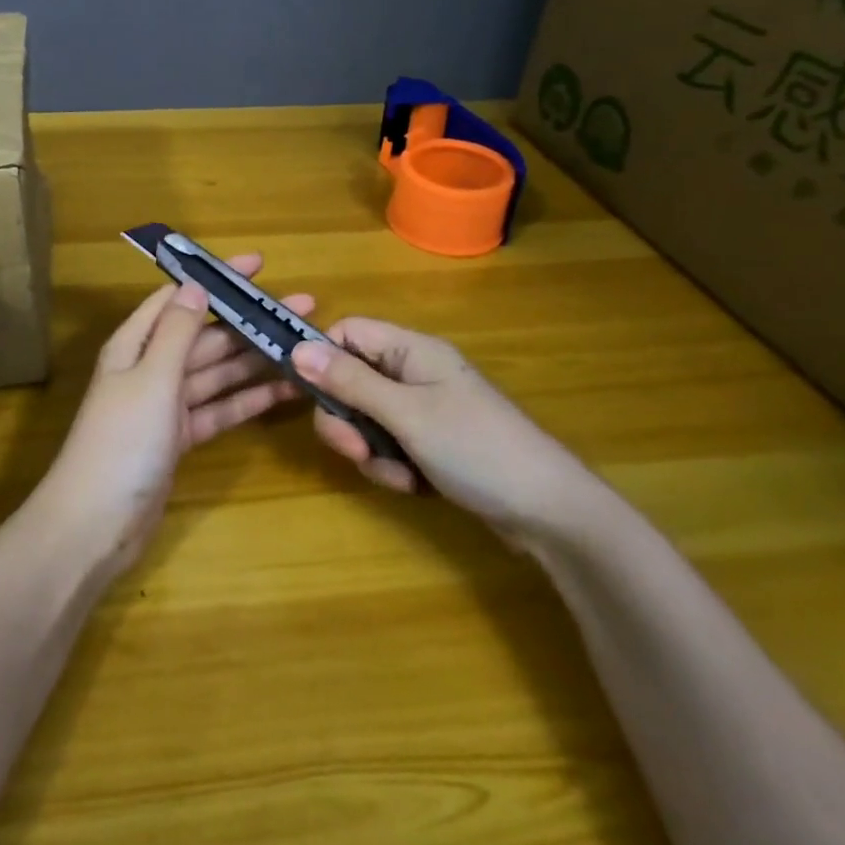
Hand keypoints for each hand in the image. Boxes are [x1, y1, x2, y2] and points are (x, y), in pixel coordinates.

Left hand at [37, 255, 310, 574]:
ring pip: (218, 372)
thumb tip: (196, 285)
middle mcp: (151, 367)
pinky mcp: (180, 438)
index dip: (217, 279)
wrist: (95, 525)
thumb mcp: (151, 378)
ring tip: (303, 346)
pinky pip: (220, 409)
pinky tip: (285, 391)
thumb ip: (178, 332)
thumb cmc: (121, 442)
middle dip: (250, 321)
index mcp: (136, 344)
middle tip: (303, 308)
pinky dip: (248, 400)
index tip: (259, 265)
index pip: (180, 297)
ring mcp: (166, 405)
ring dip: (256, 359)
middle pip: (206, 335)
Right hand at [292, 318, 600, 543]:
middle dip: (345, 419)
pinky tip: (414, 485)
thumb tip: (297, 349)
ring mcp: (424, 409)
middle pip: (350, 380)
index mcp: (411, 350)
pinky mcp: (431, 442)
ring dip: (370, 450)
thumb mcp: (406, 414)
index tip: (312, 396)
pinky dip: (391, 466)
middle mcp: (414, 372)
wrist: (548, 511)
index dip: (323, 359)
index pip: (348, 333)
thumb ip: (349, 382)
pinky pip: (389, 444)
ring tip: (398, 474)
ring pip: (366, 418)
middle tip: (355, 451)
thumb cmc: (476, 448)